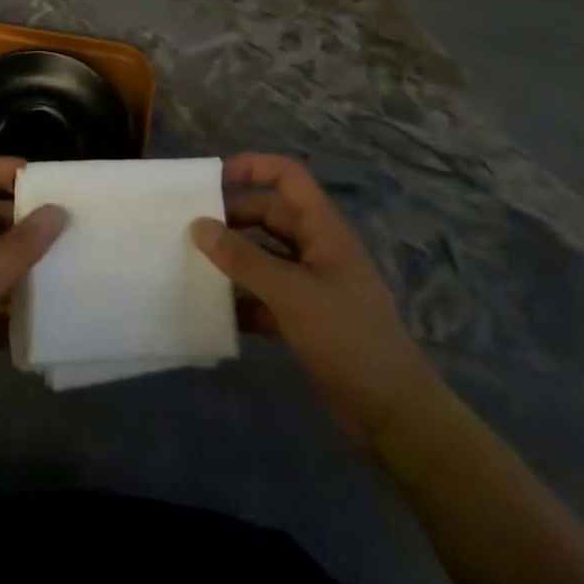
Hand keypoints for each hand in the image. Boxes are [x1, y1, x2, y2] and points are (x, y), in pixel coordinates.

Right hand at [191, 153, 442, 453]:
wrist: (394, 415)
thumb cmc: (348, 339)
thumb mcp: (292, 294)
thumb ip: (243, 259)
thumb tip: (198, 225)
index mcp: (323, 230)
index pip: (288, 177)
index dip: (253, 167)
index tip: (213, 181)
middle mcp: (316, 249)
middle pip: (268, 215)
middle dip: (232, 218)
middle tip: (190, 230)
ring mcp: (311, 285)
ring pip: (263, 256)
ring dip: (232, 259)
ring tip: (191, 264)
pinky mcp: (304, 319)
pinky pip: (264, 295)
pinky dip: (241, 298)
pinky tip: (213, 310)